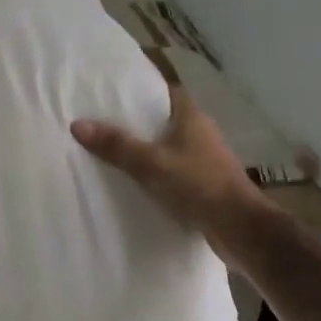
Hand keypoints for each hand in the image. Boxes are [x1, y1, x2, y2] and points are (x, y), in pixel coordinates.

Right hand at [71, 87, 270, 265]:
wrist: (241, 230)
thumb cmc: (199, 185)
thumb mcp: (152, 164)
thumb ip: (117, 145)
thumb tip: (78, 124)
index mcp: (192, 117)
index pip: (167, 91)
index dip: (144, 90)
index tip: (116, 94)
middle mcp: (202, 133)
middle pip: (167, 119)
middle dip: (140, 122)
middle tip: (106, 124)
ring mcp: (206, 160)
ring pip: (171, 147)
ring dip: (150, 149)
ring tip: (116, 153)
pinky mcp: (207, 184)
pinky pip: (176, 171)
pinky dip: (159, 173)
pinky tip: (139, 183)